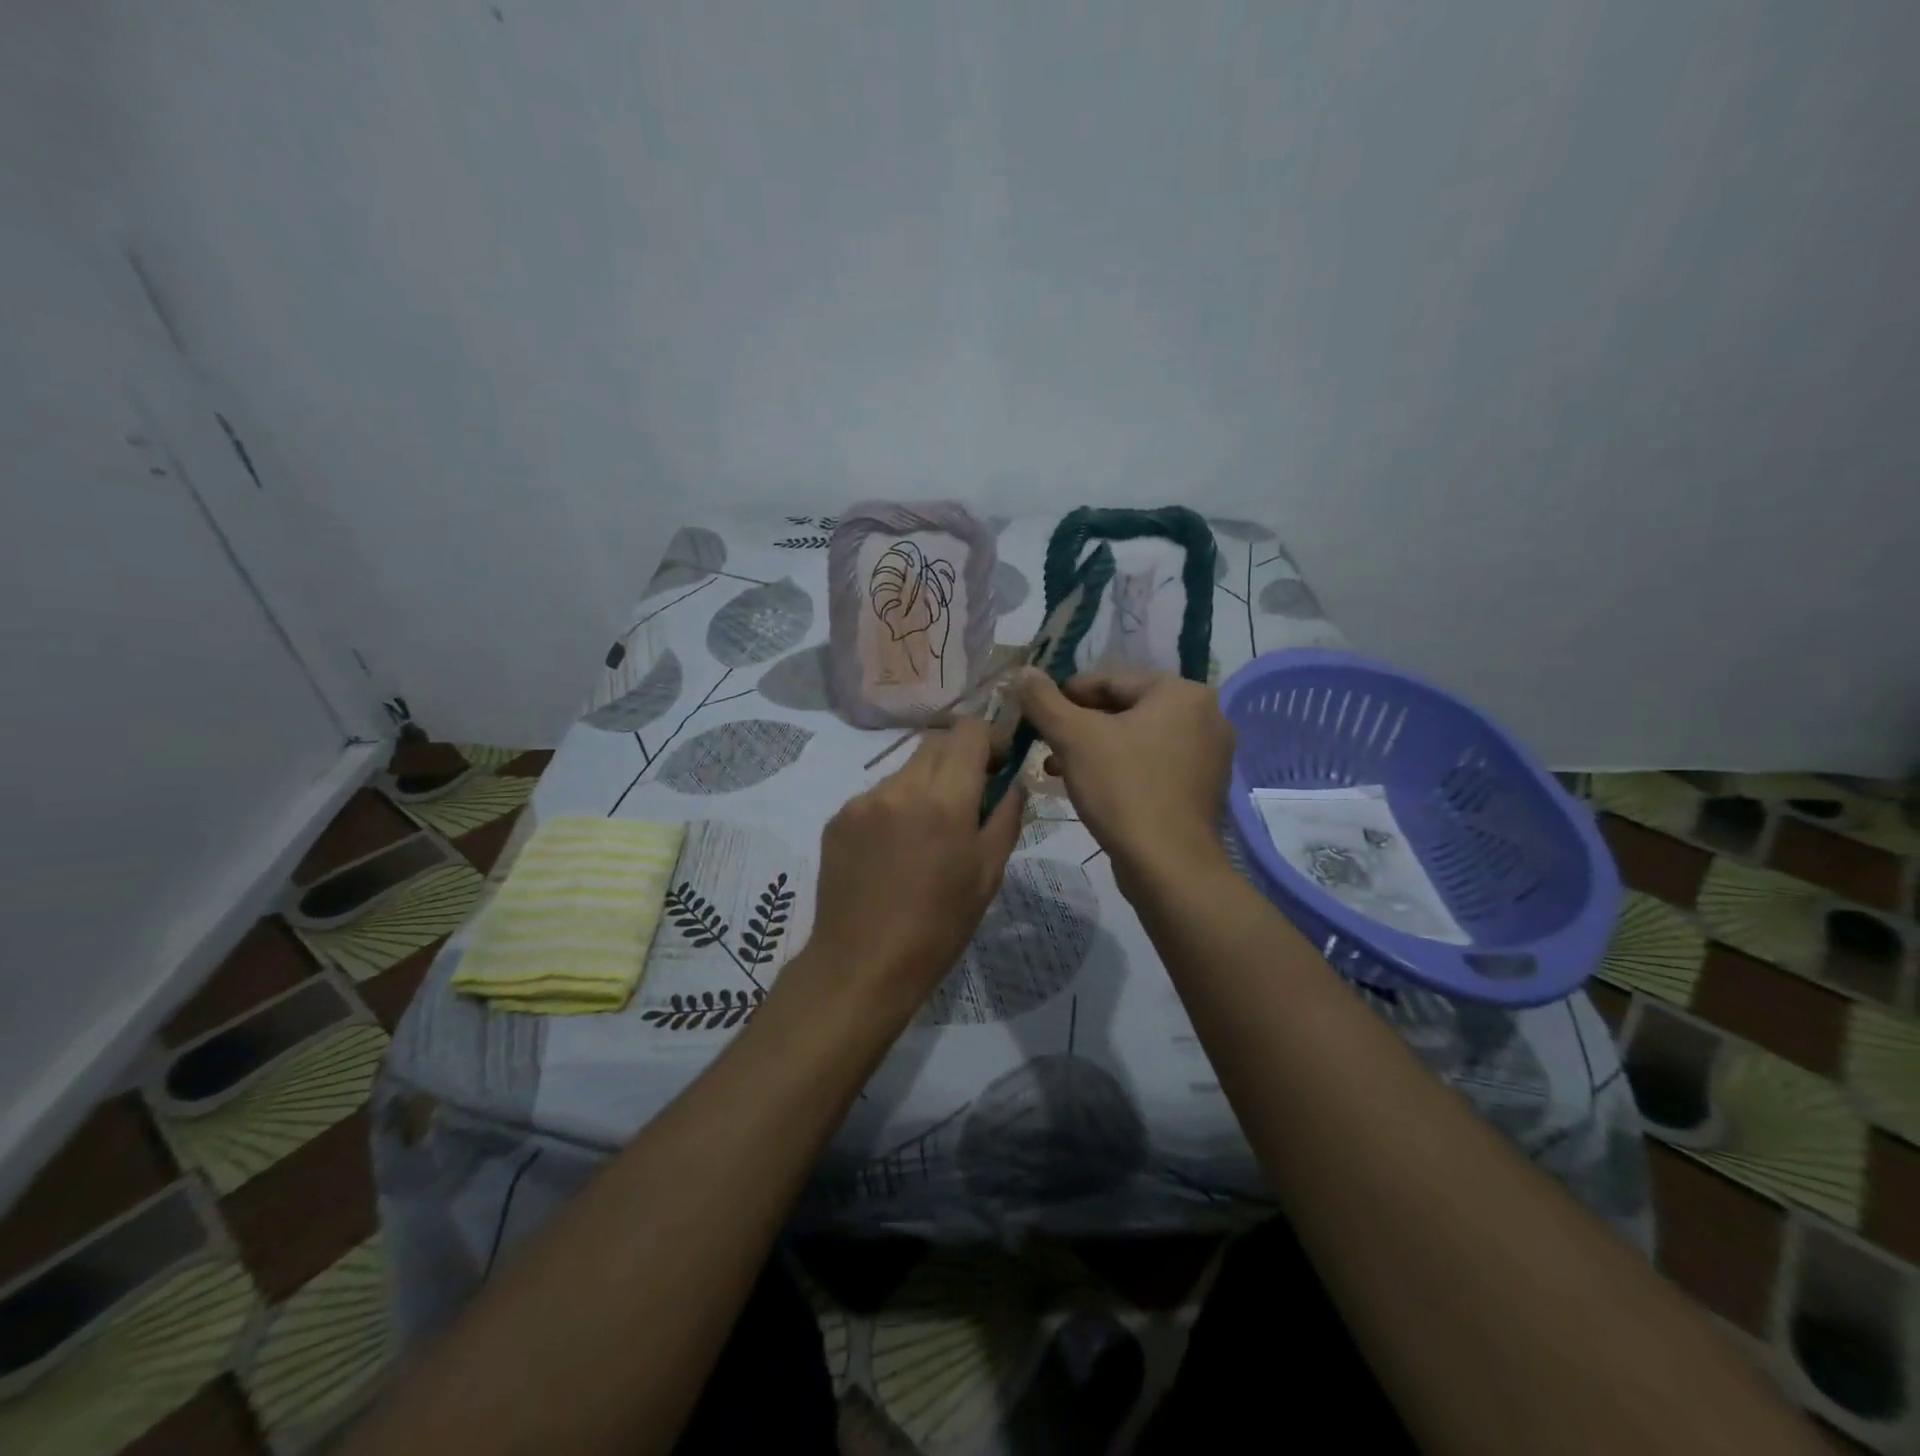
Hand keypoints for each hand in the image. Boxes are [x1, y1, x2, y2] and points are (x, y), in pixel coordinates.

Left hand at [806, 718, 1023, 1024]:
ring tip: (926, 835)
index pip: (969, 731)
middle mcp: (900, 787)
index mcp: (945, 799)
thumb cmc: (938, 926)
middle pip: (935, 743)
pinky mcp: (837, 818)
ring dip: (924, 785)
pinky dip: (894, 809)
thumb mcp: (988, 875)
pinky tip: (893, 851)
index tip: (997, 767)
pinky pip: (876, 796)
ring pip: (905, 770)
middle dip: (958, 759)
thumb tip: (1012, 783)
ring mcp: (863, 801)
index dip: (990, 740)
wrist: (862, 965)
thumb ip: (1006, 817)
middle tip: (967, 798)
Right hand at [1018, 668, 1234, 892]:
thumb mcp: (1073, 738)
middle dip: (1079, 726)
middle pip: (1125, 709)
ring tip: (1056, 768)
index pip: (1111, 680)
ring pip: (1137, 739)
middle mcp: (1205, 716)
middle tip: (1044, 743)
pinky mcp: (1201, 788)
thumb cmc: (1122, 789)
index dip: (1066, 694)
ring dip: (1094, 749)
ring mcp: (1208, 755)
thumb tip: (1024, 672)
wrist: (1168, 866)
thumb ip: (1044, 700)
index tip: (1036, 713)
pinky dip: (1120, 769)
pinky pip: (1152, 764)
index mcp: (1182, 693)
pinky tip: (1089, 786)